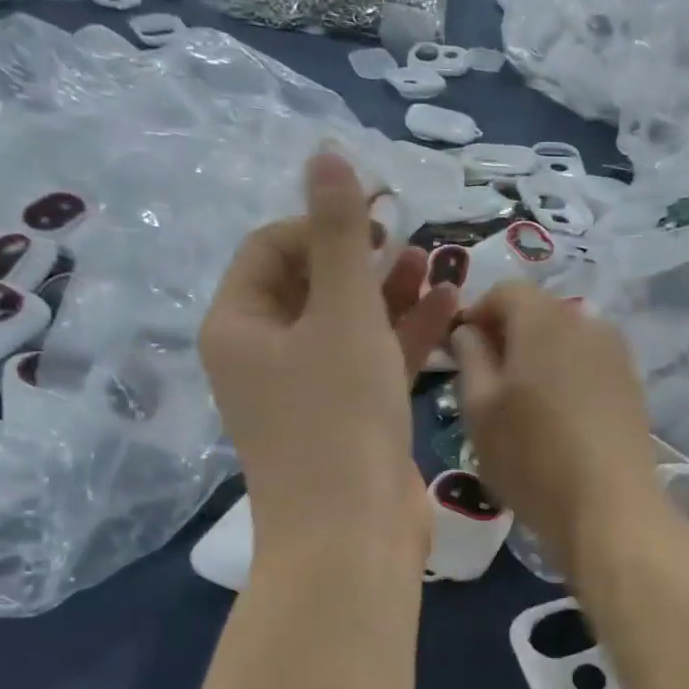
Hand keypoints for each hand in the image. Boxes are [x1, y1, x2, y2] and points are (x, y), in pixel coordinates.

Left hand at [200, 152, 455, 565]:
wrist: (353, 534)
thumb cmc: (338, 415)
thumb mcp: (342, 313)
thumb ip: (338, 233)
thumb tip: (326, 154)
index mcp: (240, 325)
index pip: (272, 247)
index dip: (324, 224)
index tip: (379, 221)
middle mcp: (264, 355)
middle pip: (313, 283)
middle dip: (366, 259)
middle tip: (415, 241)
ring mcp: (307, 391)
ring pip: (349, 323)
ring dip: (392, 294)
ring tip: (441, 266)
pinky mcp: (347, 418)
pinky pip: (372, 361)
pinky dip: (403, 335)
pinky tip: (448, 307)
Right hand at [451, 281, 661, 575]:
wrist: (610, 508)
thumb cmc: (531, 457)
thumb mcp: (480, 409)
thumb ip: (470, 357)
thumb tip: (468, 330)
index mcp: (543, 319)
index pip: (504, 290)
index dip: (476, 313)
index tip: (459, 351)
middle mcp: (586, 322)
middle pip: (538, 310)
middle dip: (507, 333)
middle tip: (485, 380)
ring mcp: (616, 353)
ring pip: (565, 337)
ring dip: (538, 355)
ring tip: (522, 402)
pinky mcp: (631, 384)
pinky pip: (588, 362)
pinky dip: (566, 374)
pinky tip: (557, 416)